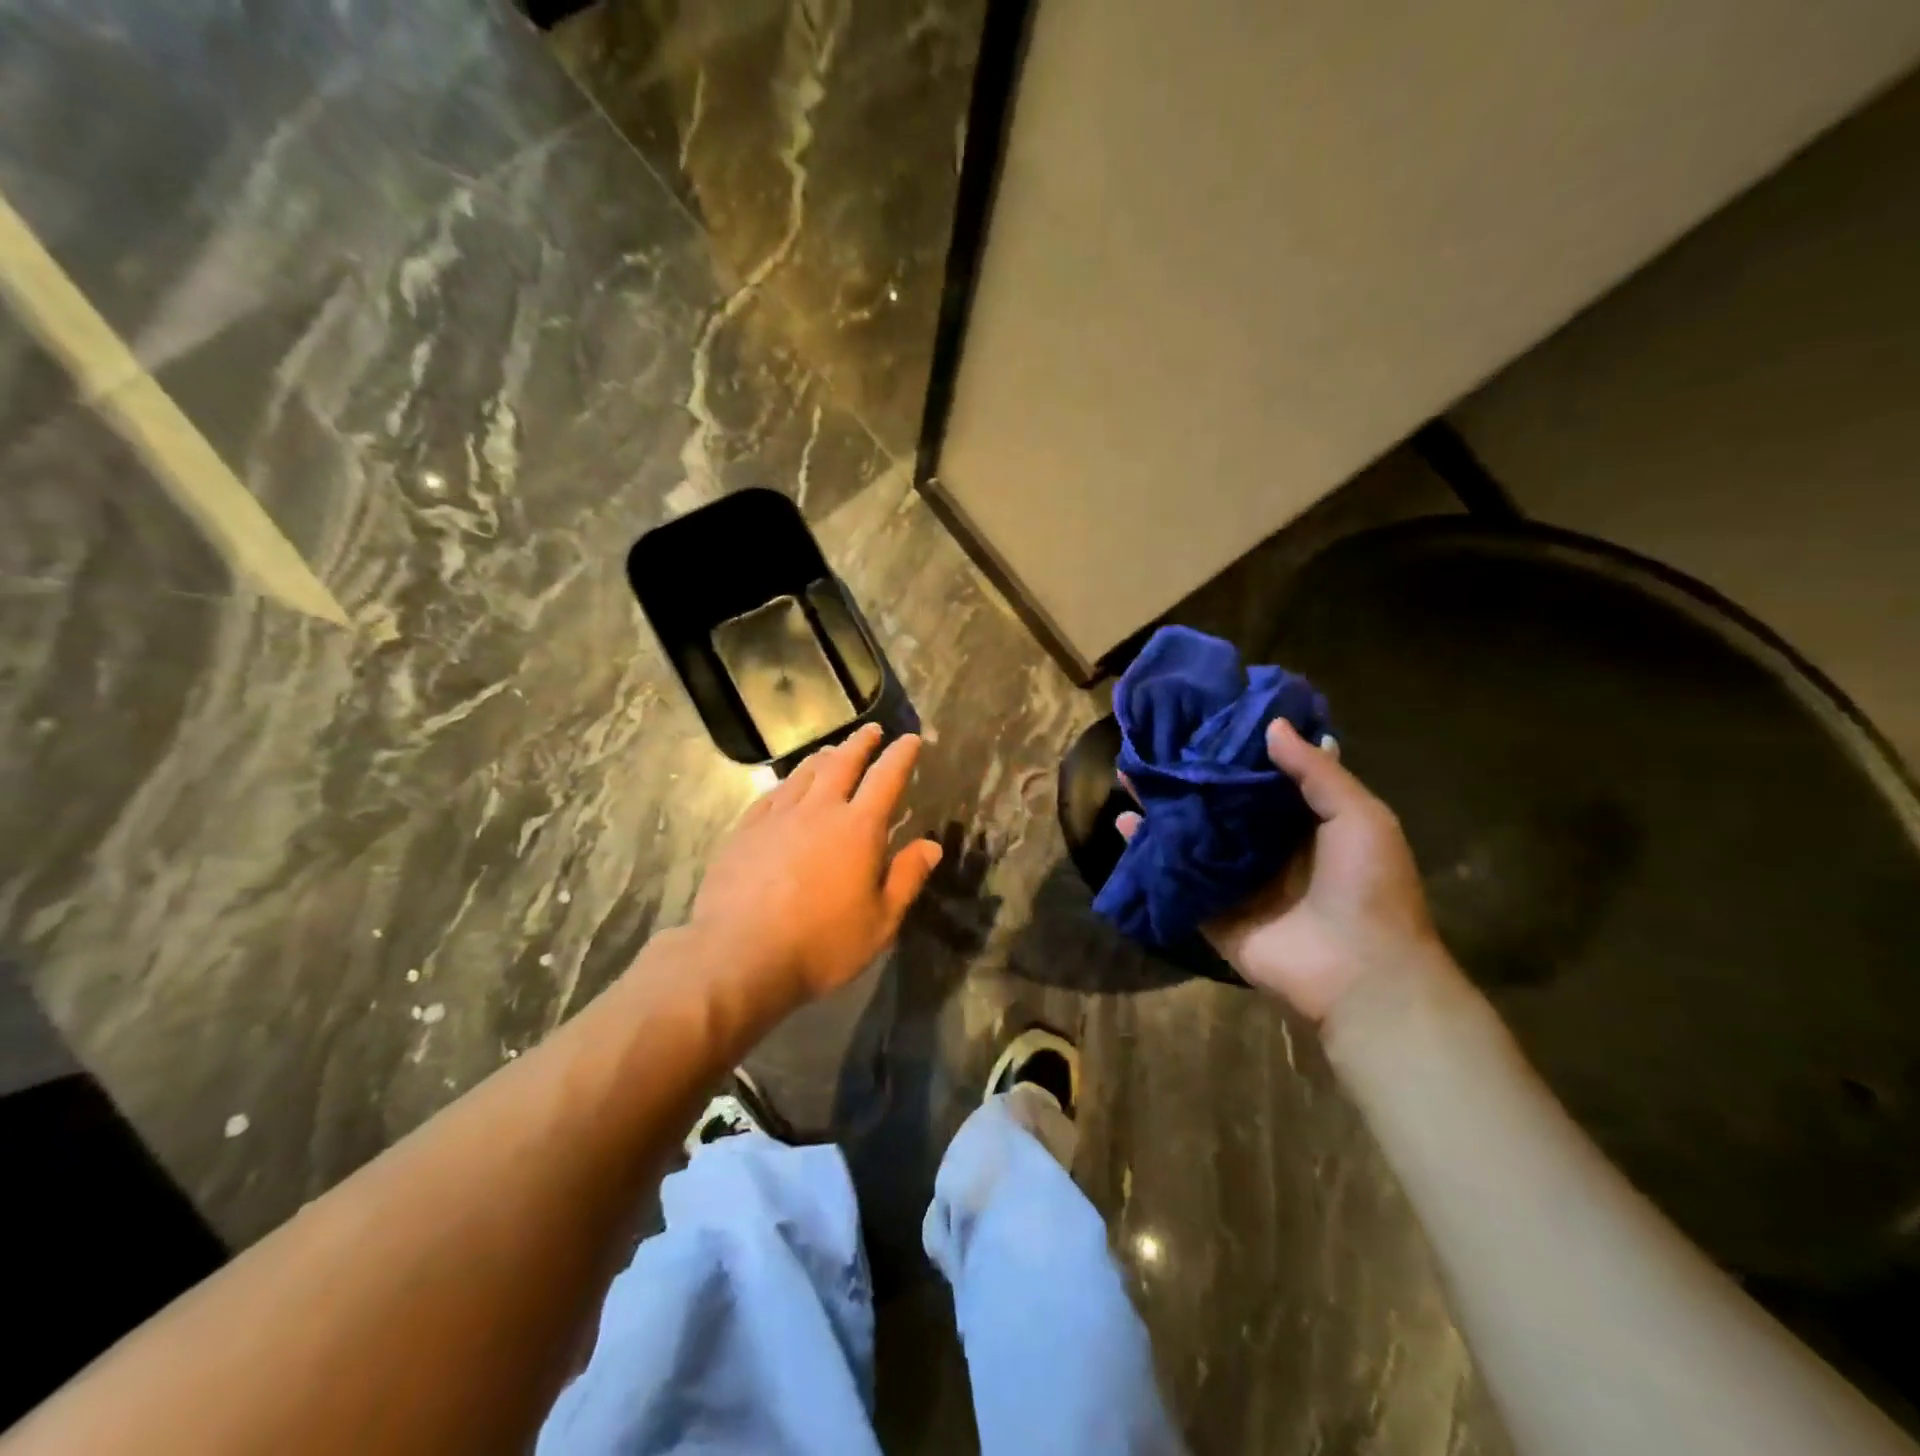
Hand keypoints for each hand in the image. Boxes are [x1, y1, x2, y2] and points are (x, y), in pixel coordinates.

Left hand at [689, 724, 942, 1010]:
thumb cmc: (821, 944)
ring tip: (834, 751)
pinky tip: (789, 785)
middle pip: (843, 762)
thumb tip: (931, 845)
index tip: (910, 739)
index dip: (901, 755)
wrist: (739, 956)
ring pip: (805, 772)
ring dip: (825, 757)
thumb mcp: (880, 921)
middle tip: (873, 731)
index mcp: (858, 828)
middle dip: (862, 743)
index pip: (887, 778)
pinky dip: (789, 781)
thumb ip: (907, 878)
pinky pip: (773, 793)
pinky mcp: (746, 829)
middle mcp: (819, 810)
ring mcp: (778, 816)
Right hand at [1118, 720, 1442, 1021]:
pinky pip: (1173, 873)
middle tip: (1154, 741)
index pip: (1261, 775)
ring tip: (1128, 772)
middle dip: (1189, 774)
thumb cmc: (1368, 886)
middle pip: (1218, 801)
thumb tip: (1272, 725)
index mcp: (1303, 821)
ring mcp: (1234, 877)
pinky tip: (1122, 821)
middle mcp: (1264, 844)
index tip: (1204, 716)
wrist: (1359, 972)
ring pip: (1190, 832)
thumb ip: (1316, 771)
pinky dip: (1146, 849)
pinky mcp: (1209, 908)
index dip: (1235, 747)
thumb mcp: (1359, 816)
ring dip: (1161, 805)